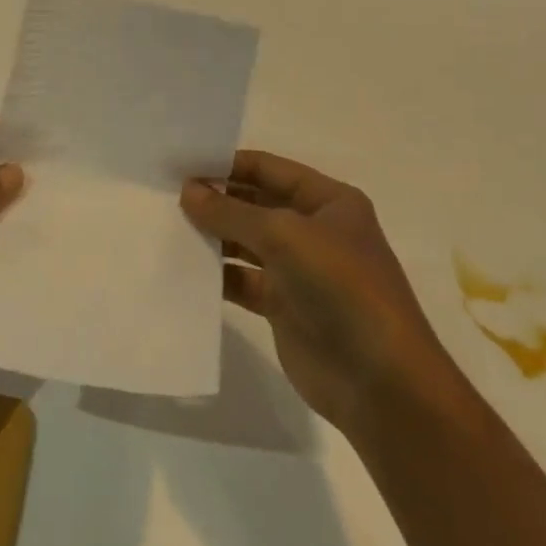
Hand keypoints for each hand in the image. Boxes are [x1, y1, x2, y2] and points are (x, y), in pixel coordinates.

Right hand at [182, 151, 447, 435]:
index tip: (181, 163)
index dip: (227, 164)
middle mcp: (314, 229)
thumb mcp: (284, 236)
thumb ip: (232, 212)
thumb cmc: (341, 287)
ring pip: (247, 242)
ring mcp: (300, 270)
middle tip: (165, 195)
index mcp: (328, 200)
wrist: (380, 382)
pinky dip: (218, 274)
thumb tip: (188, 190)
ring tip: (168, 227)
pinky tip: (184, 269)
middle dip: (216, 199)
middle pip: (256, 203)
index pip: (269, 168)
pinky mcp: (285, 308)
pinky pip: (243, 280)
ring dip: (214, 236)